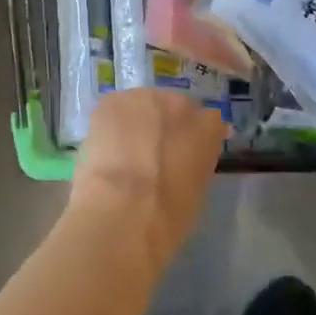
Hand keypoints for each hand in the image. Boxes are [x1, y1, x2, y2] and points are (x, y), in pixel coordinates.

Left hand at [70, 89, 225, 261]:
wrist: (124, 211)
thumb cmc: (169, 215)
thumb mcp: (197, 191)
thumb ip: (195, 165)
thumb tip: (184, 162)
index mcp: (209, 127)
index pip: (208, 123)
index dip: (194, 138)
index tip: (186, 155)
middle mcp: (180, 104)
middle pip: (174, 107)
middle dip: (166, 125)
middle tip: (154, 153)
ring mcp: (144, 99)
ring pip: (142, 106)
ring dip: (137, 122)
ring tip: (125, 152)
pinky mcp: (111, 104)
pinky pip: (114, 112)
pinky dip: (110, 127)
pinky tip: (106, 151)